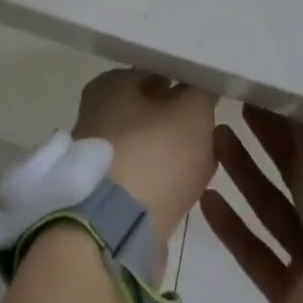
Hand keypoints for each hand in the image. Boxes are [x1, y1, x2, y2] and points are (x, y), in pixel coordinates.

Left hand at [73, 69, 218, 248]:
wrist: (113, 230)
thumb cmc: (153, 155)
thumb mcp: (192, 113)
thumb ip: (201, 92)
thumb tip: (202, 84)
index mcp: (111, 82)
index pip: (155, 72)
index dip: (184, 85)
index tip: (207, 102)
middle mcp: (96, 110)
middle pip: (148, 110)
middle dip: (176, 122)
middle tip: (207, 136)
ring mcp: (96, 154)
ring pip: (145, 145)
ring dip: (169, 155)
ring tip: (199, 167)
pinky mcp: (100, 193)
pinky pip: (140, 178)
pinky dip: (159, 183)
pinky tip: (180, 193)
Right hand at [201, 105, 302, 302]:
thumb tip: (288, 99)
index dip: (292, 120)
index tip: (261, 95)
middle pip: (297, 174)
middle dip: (266, 141)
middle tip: (233, 107)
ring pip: (274, 209)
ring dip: (244, 175)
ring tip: (214, 138)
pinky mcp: (295, 295)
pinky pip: (258, 253)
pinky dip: (233, 227)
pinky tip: (206, 198)